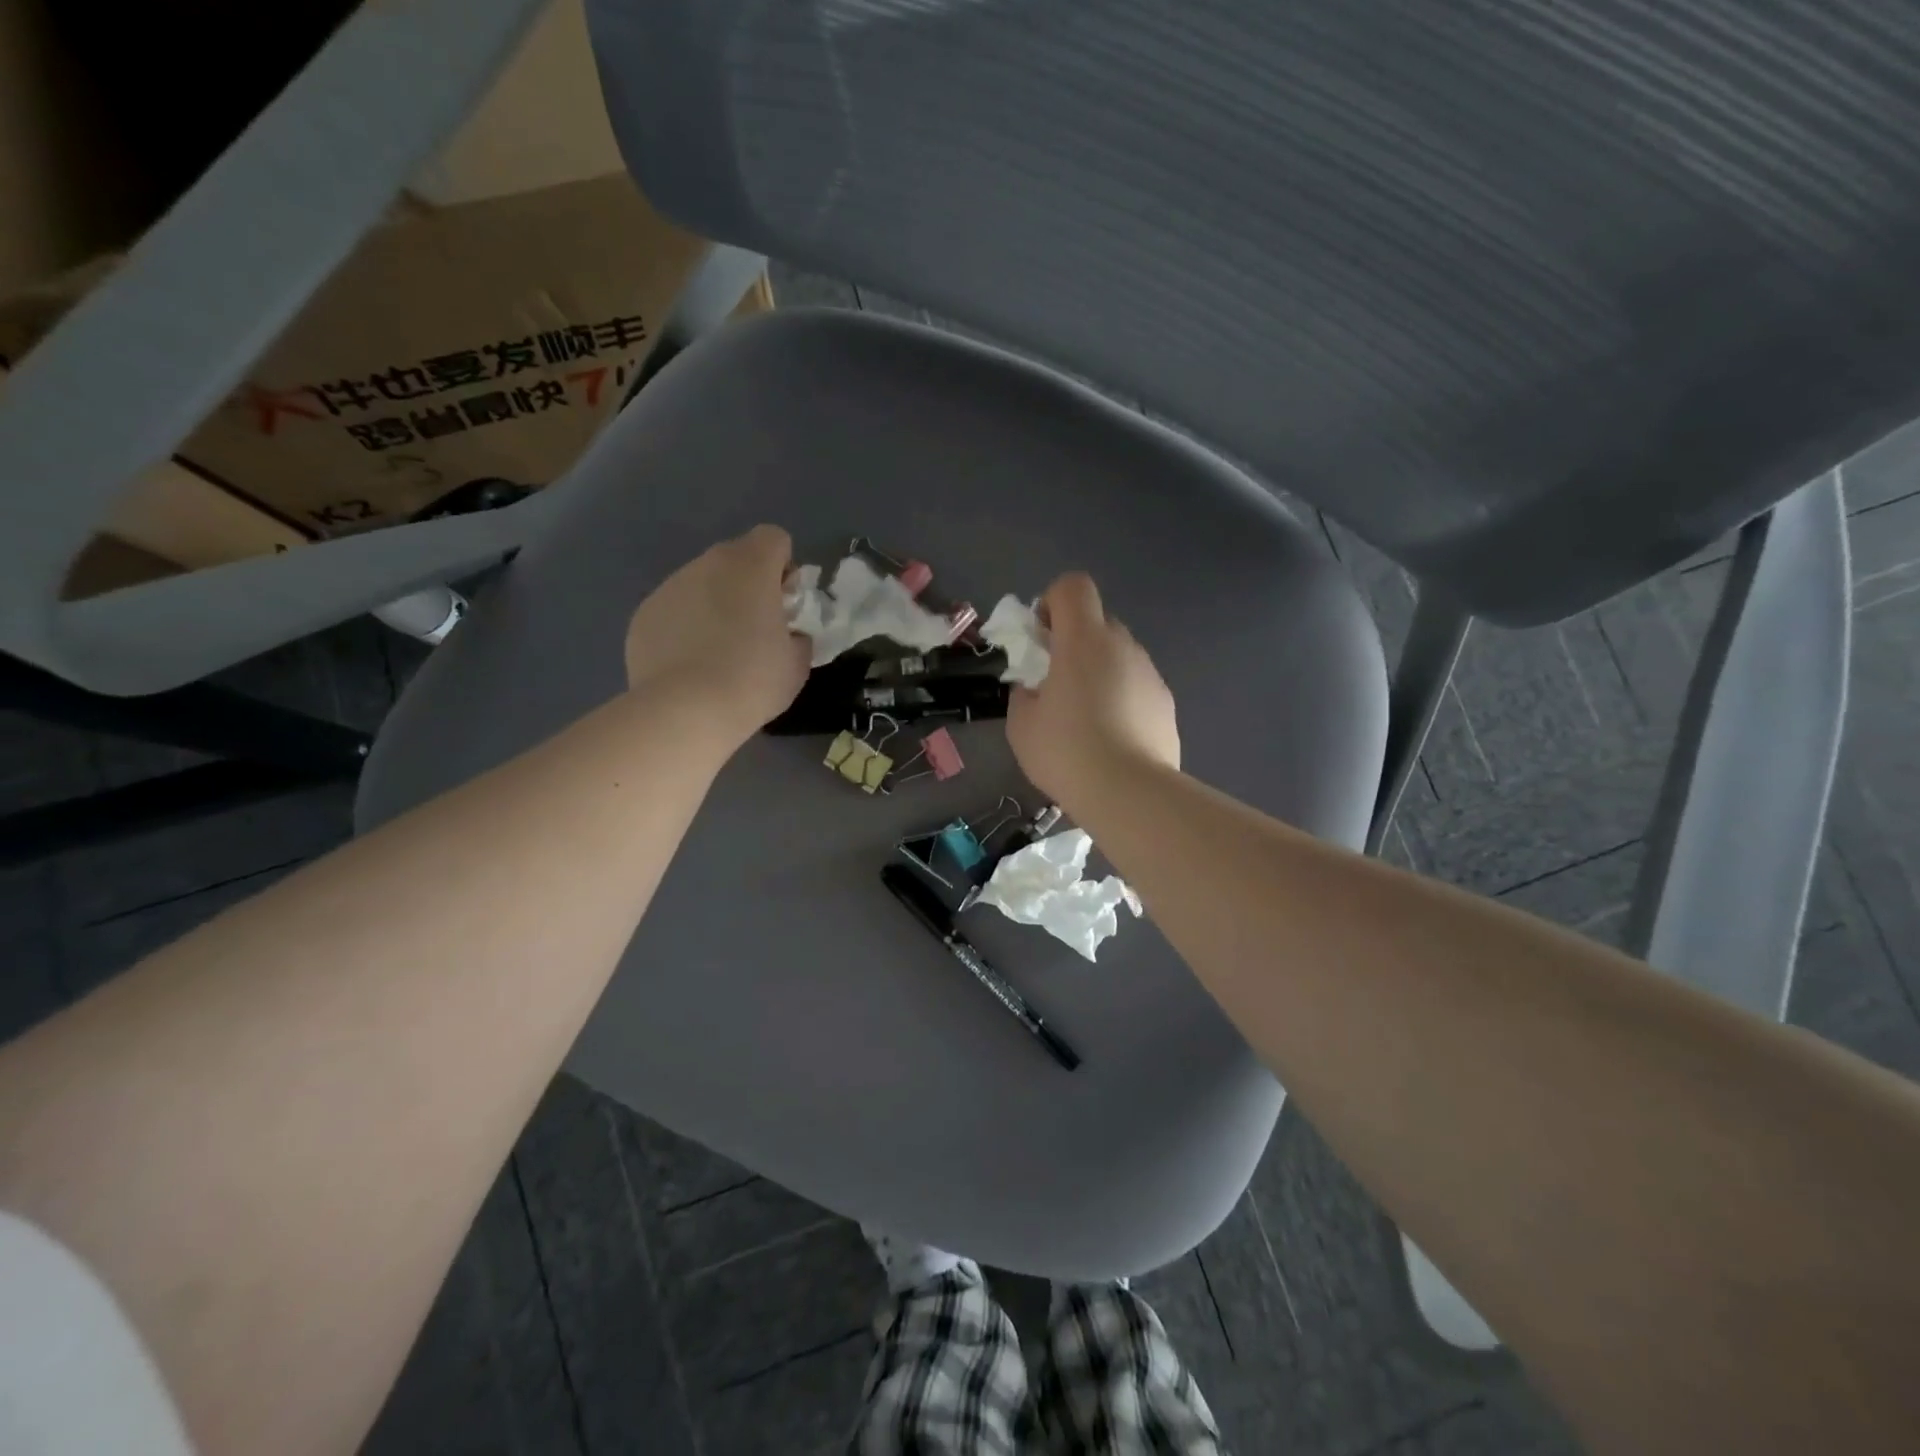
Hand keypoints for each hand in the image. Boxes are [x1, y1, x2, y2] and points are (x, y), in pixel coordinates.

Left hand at [623, 525, 809, 746]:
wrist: (685, 711)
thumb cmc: (753, 680)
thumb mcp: (797, 662)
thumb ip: (797, 635)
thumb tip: (787, 634)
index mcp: (751, 566)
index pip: (774, 538)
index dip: (784, 567)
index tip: (785, 604)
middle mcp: (706, 564)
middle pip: (735, 558)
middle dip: (748, 585)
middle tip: (755, 630)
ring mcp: (669, 587)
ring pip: (701, 583)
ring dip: (715, 605)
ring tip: (718, 653)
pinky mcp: (644, 615)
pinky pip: (674, 610)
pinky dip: (685, 627)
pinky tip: (689, 665)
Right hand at [1006, 572, 1178, 805]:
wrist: (1129, 793)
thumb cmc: (1066, 752)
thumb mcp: (1022, 724)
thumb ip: (1025, 693)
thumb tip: (1036, 688)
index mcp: (1083, 640)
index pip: (1073, 586)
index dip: (1052, 602)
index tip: (1041, 638)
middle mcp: (1122, 646)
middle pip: (1097, 622)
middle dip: (1074, 642)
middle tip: (1057, 684)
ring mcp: (1150, 673)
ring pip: (1119, 656)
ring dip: (1099, 672)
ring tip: (1086, 720)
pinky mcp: (1166, 703)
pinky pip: (1136, 686)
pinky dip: (1121, 698)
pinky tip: (1112, 739)